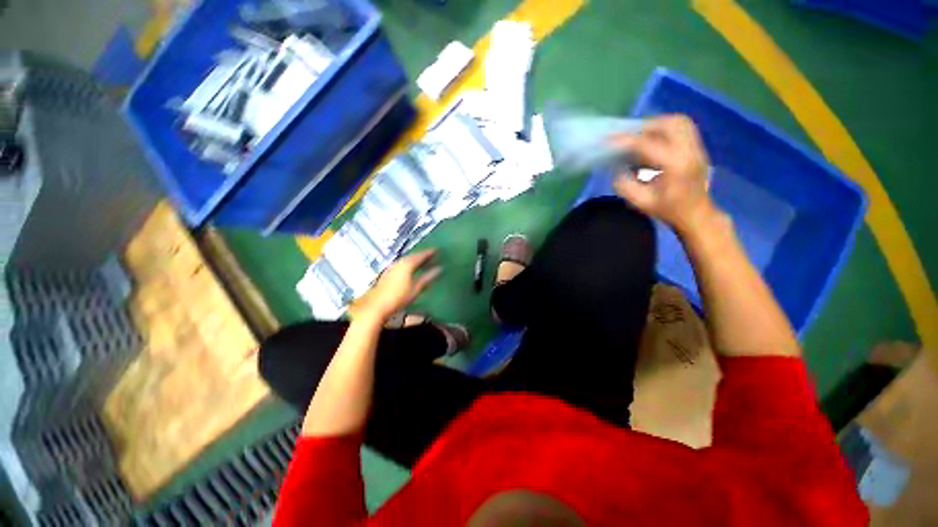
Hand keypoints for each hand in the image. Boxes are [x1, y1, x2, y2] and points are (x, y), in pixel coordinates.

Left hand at [352, 249, 441, 320]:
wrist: (377, 305)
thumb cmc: (398, 298)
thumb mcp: (416, 288)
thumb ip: (428, 277)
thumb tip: (439, 270)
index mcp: (407, 264)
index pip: (421, 255)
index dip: (429, 252)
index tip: (436, 250)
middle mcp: (399, 263)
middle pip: (413, 256)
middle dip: (422, 255)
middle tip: (431, 255)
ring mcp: (392, 267)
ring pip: (406, 260)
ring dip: (415, 260)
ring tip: (423, 262)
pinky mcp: (387, 273)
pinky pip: (401, 264)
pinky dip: (409, 264)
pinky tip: (411, 269)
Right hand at [611, 115, 716, 234]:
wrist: (696, 214)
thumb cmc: (668, 210)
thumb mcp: (640, 202)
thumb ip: (624, 184)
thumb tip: (616, 168)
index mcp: (675, 166)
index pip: (648, 144)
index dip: (626, 141)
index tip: (608, 140)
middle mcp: (689, 151)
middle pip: (669, 124)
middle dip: (645, 126)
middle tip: (628, 137)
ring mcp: (697, 147)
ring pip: (679, 122)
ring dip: (657, 124)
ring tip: (641, 136)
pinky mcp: (698, 148)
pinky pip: (683, 127)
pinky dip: (666, 128)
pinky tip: (654, 140)